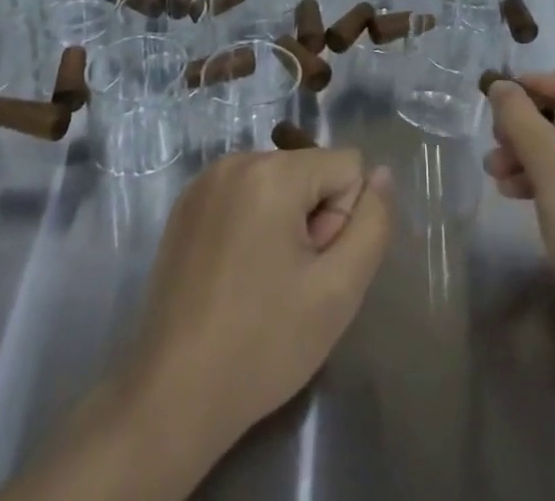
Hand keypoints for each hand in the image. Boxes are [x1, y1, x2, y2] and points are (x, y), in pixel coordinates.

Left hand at [128, 149, 392, 461]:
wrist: (172, 395)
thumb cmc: (263, 343)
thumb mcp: (338, 290)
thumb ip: (373, 224)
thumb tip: (382, 174)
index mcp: (273, 172)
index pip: (346, 166)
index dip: (343, 219)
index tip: (315, 267)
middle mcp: (237, 159)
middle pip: (309, 171)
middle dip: (313, 218)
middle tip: (290, 281)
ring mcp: (205, 180)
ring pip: (278, 183)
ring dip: (284, 222)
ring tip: (262, 281)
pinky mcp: (186, 204)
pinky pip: (244, 194)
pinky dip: (252, 224)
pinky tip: (236, 275)